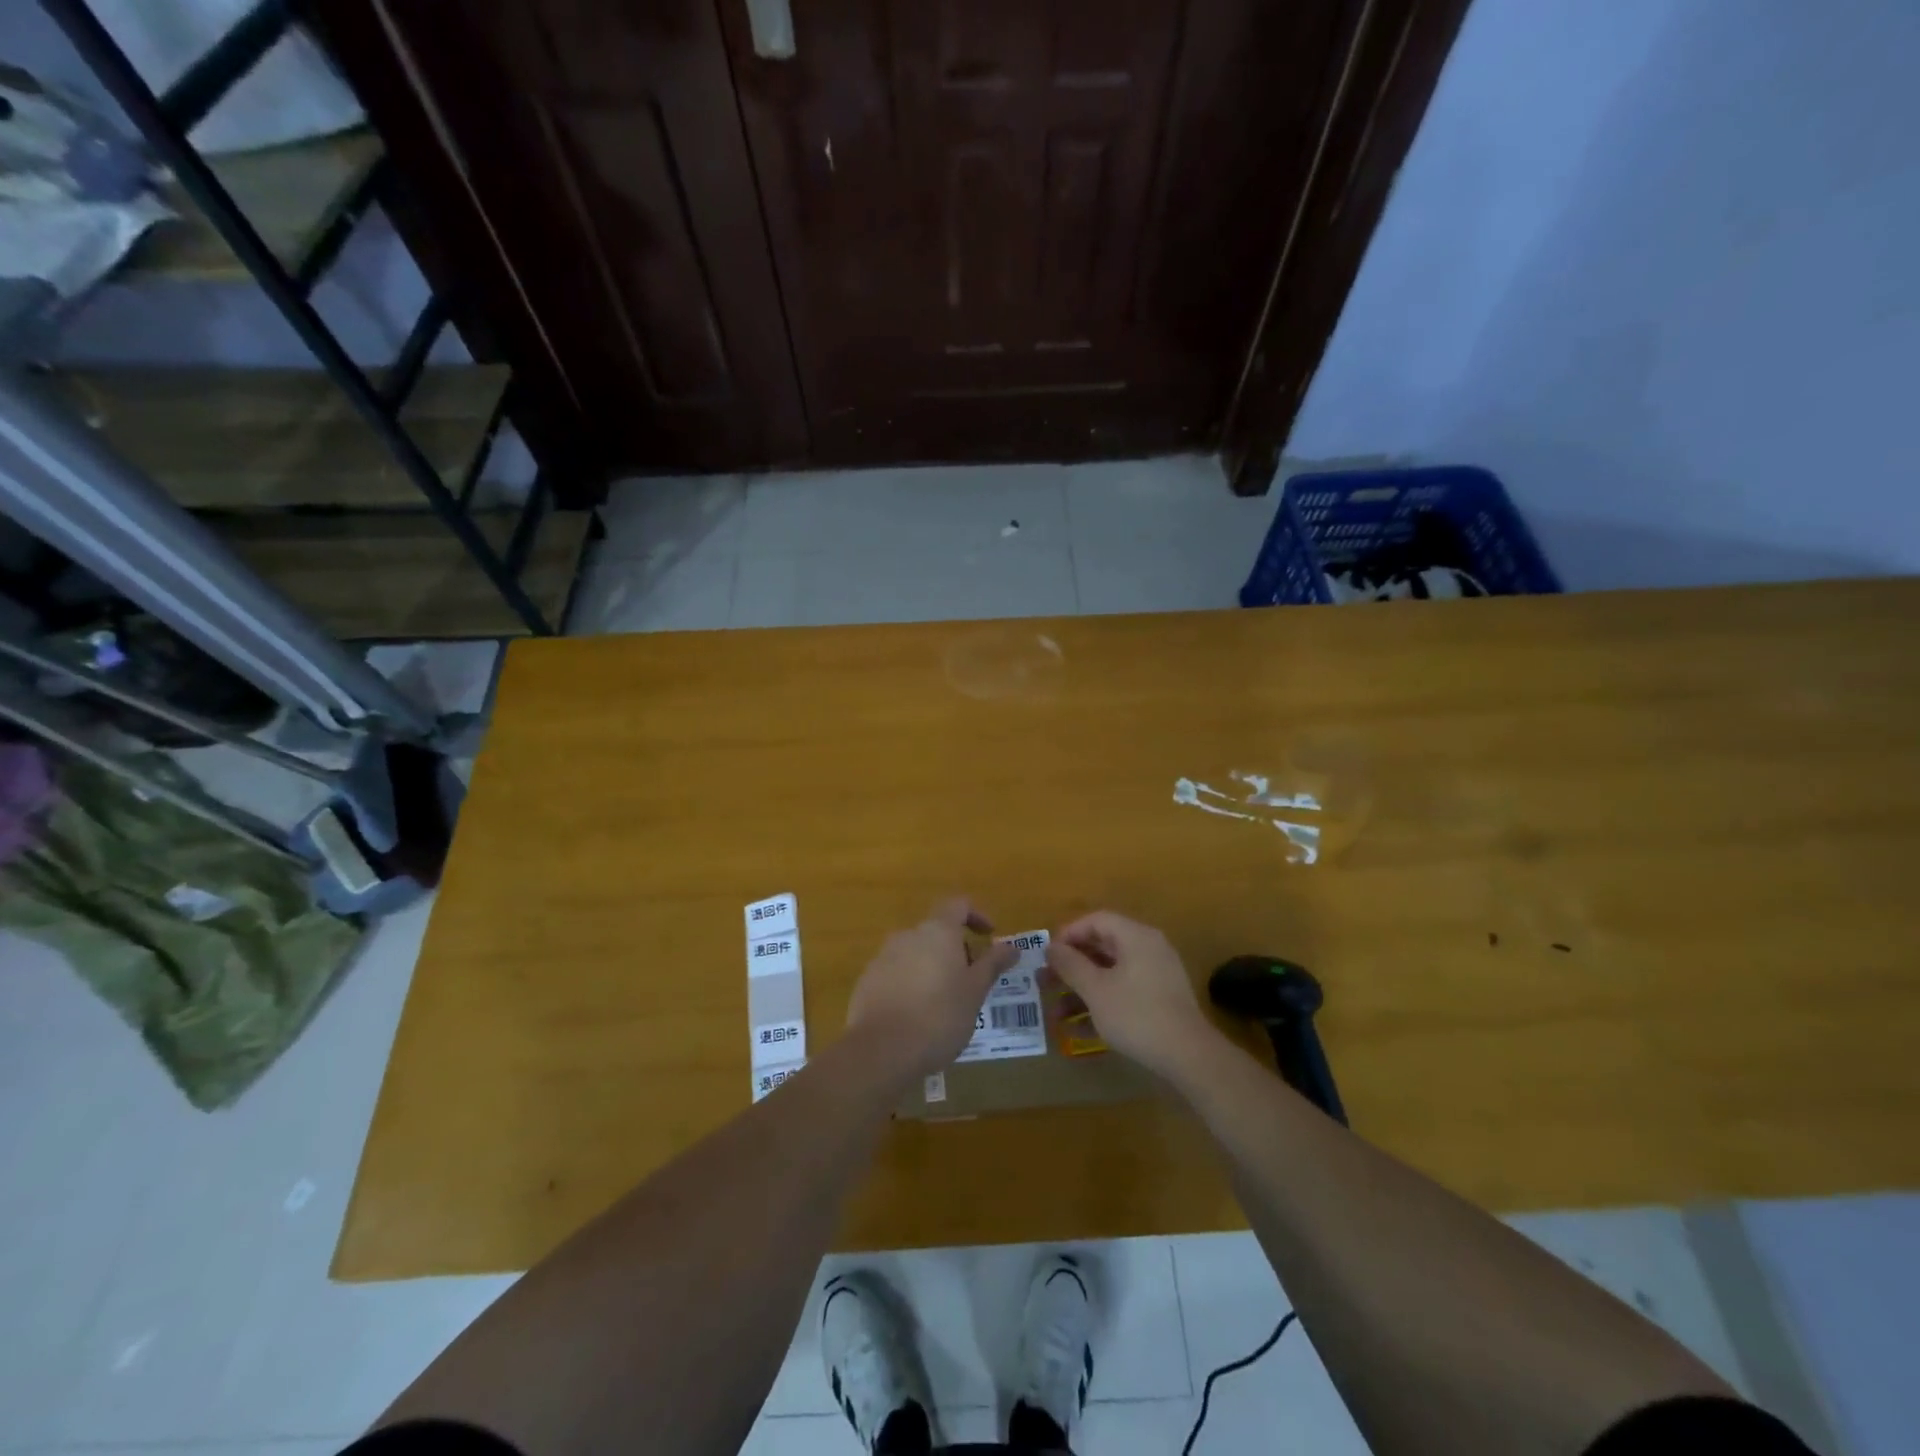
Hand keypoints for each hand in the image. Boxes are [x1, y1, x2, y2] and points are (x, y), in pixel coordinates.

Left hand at [846, 898, 1018, 1080]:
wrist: (880, 1051)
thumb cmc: (939, 1016)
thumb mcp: (975, 992)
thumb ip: (993, 964)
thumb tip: (1012, 946)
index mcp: (937, 931)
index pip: (958, 904)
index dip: (977, 915)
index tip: (990, 937)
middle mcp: (908, 935)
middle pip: (937, 930)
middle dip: (957, 949)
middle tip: (972, 981)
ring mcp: (883, 957)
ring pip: (916, 953)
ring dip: (934, 967)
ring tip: (947, 1002)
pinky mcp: (868, 981)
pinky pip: (897, 972)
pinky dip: (912, 983)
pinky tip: (918, 1015)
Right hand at [1045, 911, 1221, 1078]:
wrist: (1189, 1057)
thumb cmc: (1137, 1015)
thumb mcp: (1096, 990)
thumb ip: (1070, 965)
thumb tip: (1051, 946)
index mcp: (1136, 937)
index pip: (1097, 920)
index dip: (1068, 933)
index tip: (1047, 955)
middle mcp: (1148, 949)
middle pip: (1102, 947)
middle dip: (1070, 966)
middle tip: (1044, 982)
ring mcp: (1156, 976)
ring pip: (1110, 974)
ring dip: (1082, 990)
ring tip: (1056, 1014)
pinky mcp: (1160, 1001)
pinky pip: (1123, 992)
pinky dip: (1101, 1004)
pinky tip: (1078, 1030)